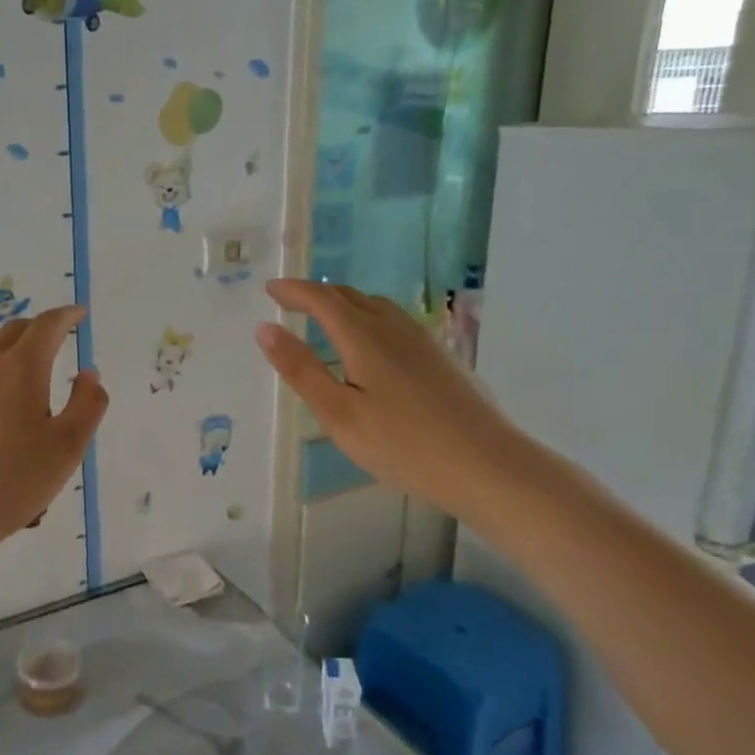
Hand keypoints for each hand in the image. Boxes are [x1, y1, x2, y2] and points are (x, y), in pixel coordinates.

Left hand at [0, 306, 108, 548]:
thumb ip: (87, 405)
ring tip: (28, 371)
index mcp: (21, 369)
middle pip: (13, 332)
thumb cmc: (12, 480)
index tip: (79, 313)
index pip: (46, 326)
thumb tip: (88, 375)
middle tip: (57, 336)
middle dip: (38, 328)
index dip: (66, 316)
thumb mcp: (67, 447)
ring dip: (11, 351)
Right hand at [255, 279, 515, 515]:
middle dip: (315, 294)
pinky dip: (367, 317)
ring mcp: (422, 340)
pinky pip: (393, 320)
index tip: (270, 288)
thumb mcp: (339, 413)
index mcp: (363, 337)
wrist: (488, 465)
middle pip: (349, 296)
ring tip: (324, 317)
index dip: (293, 291)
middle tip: (289, 301)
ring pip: (375, 306)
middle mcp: (393, 327)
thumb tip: (265, 328)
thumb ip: (301, 370)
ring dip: (344, 303)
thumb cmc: (403, 444)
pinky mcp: (440, 356)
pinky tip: (370, 343)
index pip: (321, 299)